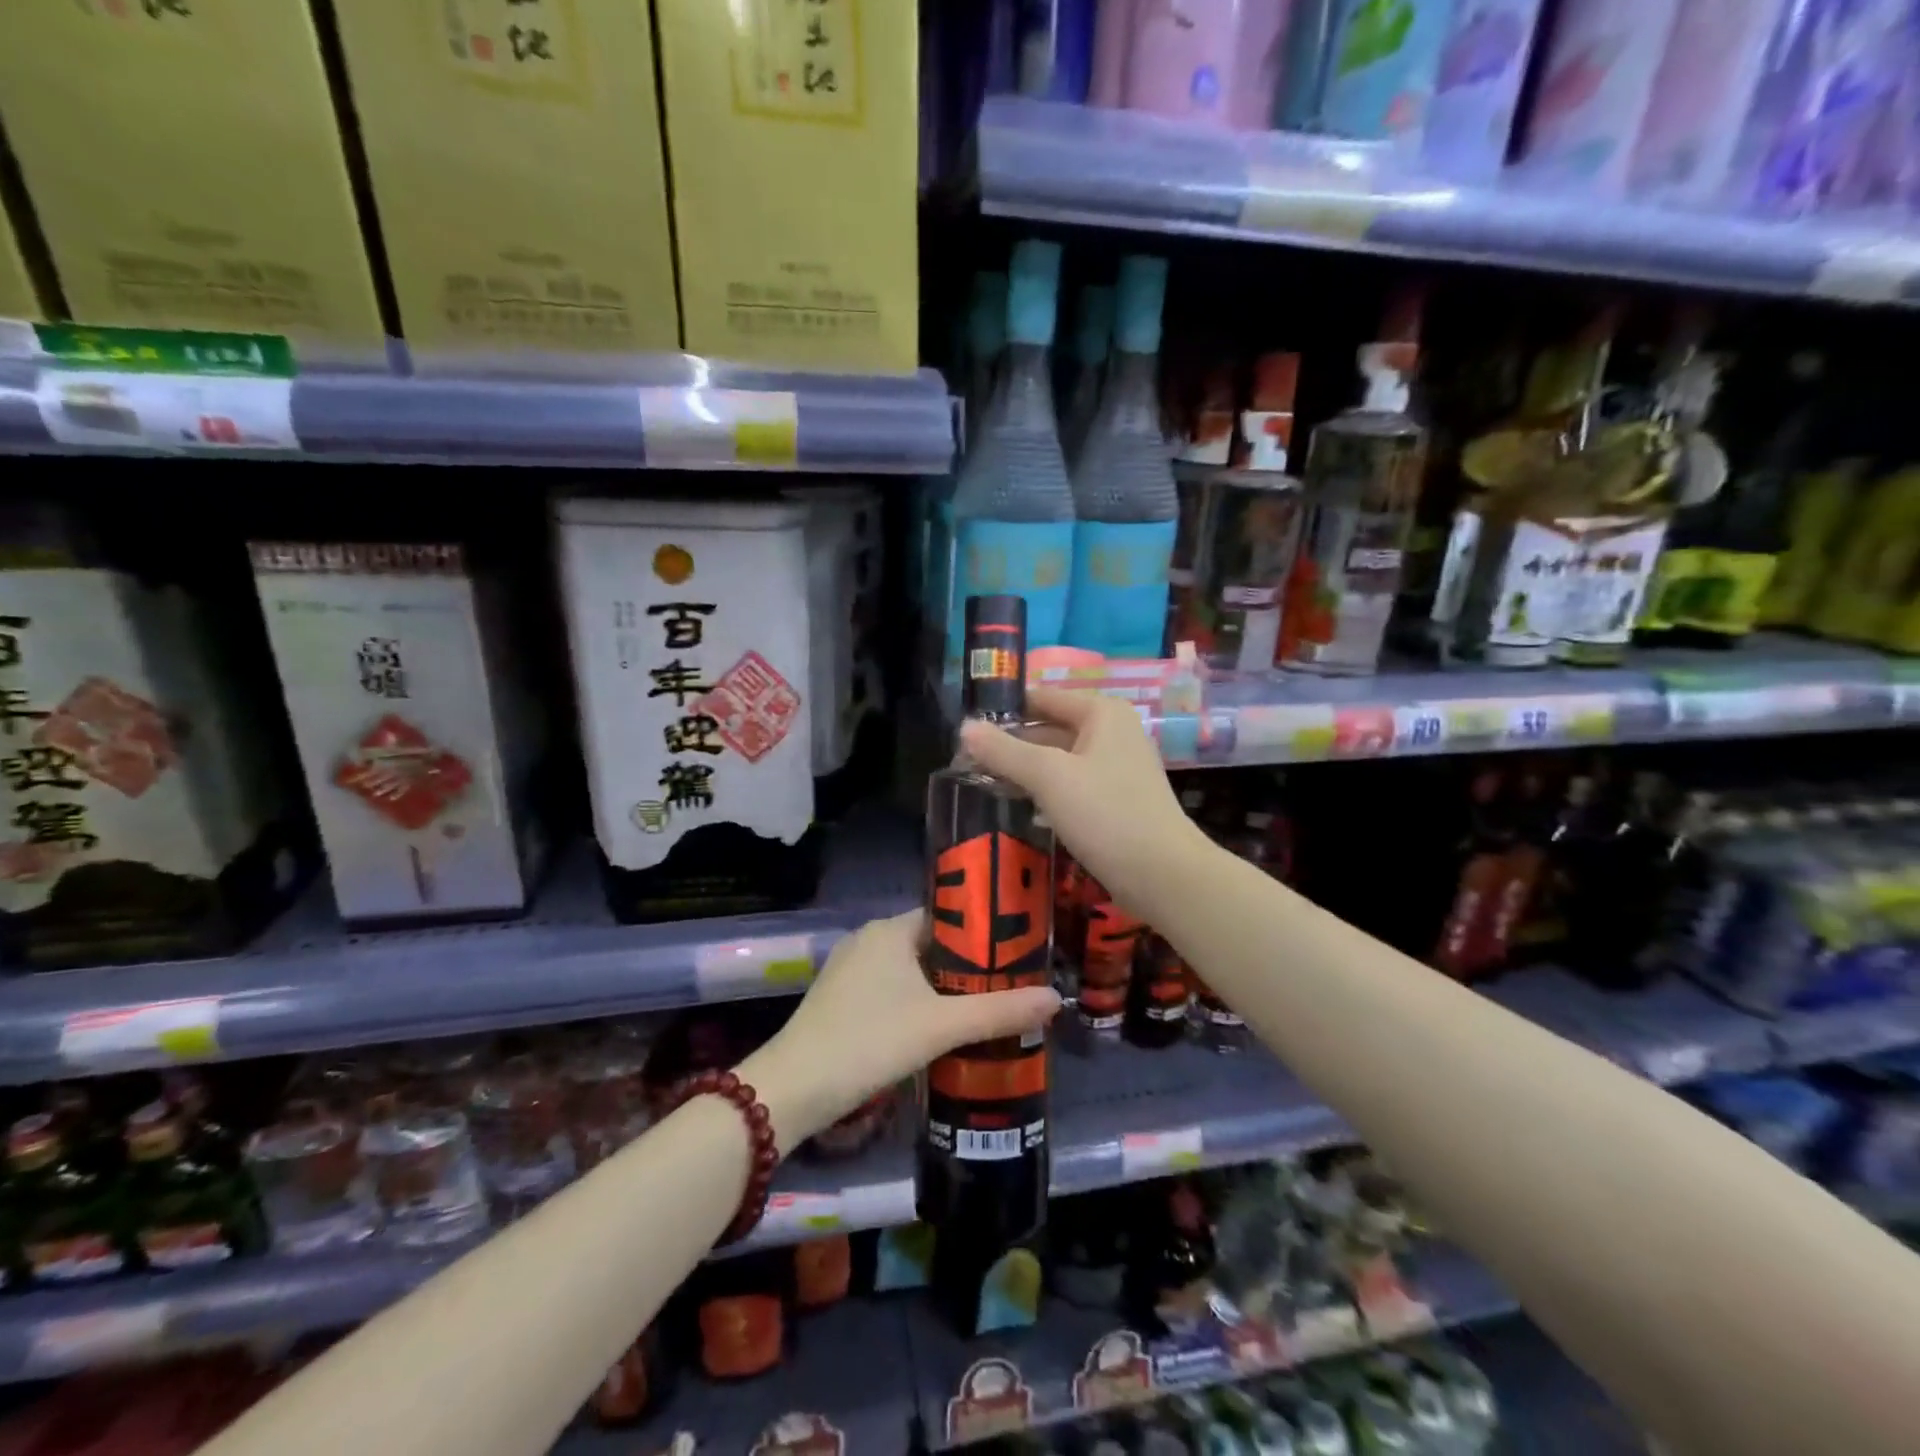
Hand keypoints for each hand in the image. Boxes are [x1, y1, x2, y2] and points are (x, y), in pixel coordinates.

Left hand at [740, 910, 1060, 1154]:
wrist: (794, 1088)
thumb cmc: (870, 1040)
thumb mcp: (941, 1026)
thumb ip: (999, 1011)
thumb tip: (1056, 998)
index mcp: (890, 930)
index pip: (949, 917)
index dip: (984, 933)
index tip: (1019, 952)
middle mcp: (869, 940)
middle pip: (932, 945)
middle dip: (969, 966)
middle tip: (1011, 985)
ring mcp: (851, 970)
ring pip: (912, 971)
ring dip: (945, 988)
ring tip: (987, 1008)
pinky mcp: (842, 1000)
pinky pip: (892, 990)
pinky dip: (919, 1003)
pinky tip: (941, 1029)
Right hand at [959, 686, 1201, 918]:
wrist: (1162, 874)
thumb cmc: (1105, 813)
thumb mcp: (1048, 777)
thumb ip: (1004, 750)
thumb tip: (964, 728)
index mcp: (1101, 713)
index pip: (1041, 697)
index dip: (1003, 710)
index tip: (965, 728)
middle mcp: (1112, 732)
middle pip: (1048, 728)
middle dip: (1010, 744)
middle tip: (966, 762)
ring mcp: (1115, 767)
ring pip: (1058, 759)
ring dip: (1024, 770)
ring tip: (982, 783)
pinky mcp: (1114, 800)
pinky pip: (1070, 784)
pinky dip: (1045, 791)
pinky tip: (1019, 806)